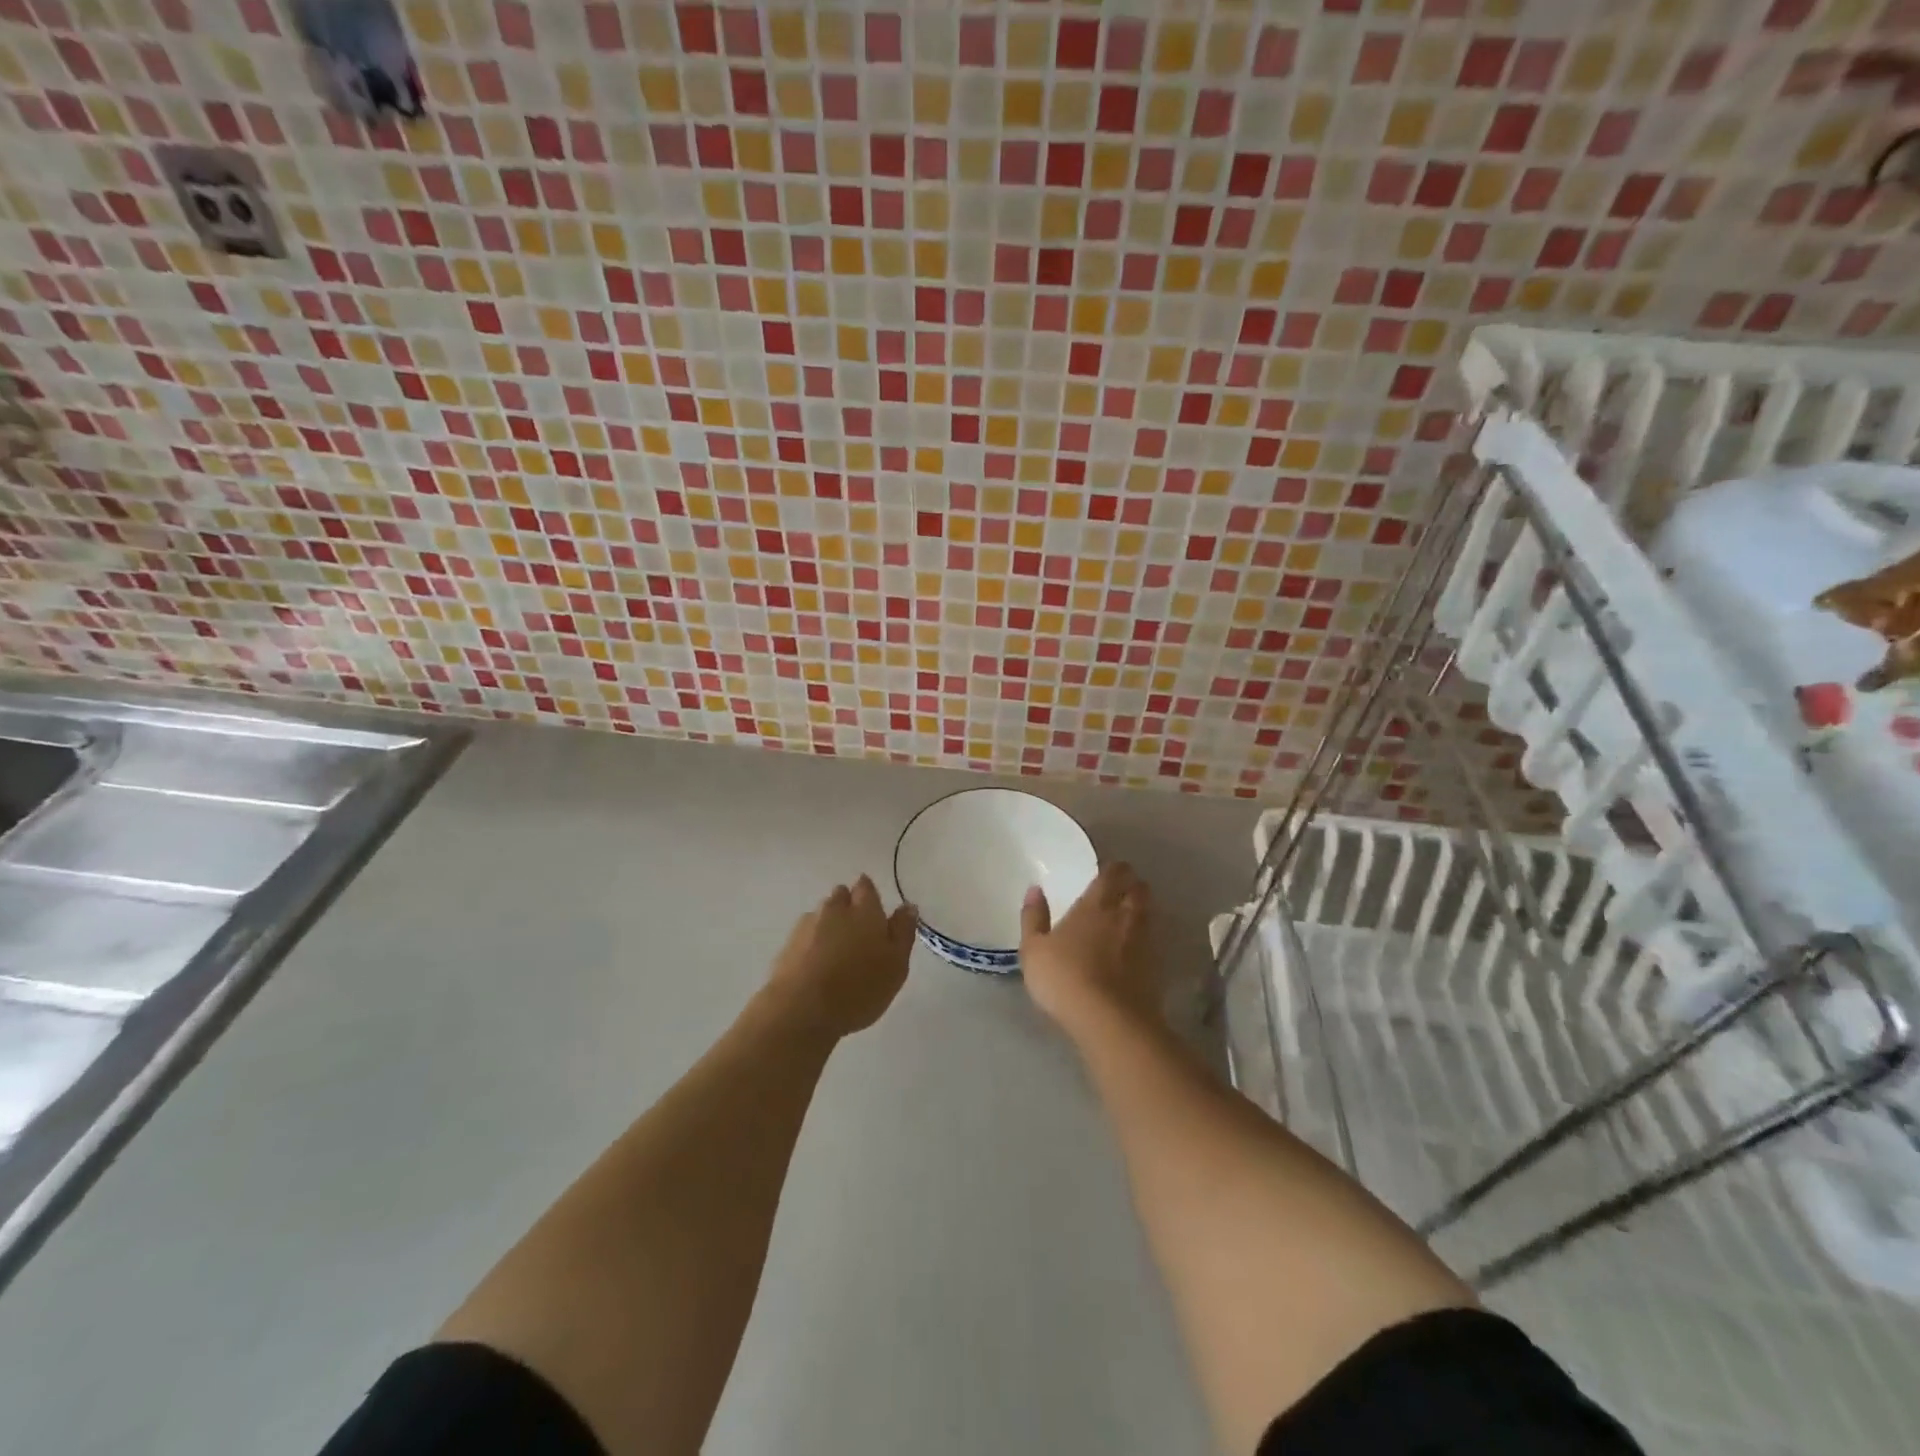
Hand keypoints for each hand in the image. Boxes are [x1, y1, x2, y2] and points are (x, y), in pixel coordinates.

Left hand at [767, 876, 917, 1037]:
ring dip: (828, 924)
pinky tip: (816, 964)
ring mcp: (807, 925)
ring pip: (821, 914)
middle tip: (857, 931)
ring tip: (836, 951)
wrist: (801, 1009)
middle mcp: (835, 909)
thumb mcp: (896, 964)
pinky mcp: (787, 945)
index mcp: (865, 910)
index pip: (866, 887)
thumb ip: (903, 932)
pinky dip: (811, 943)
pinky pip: (804, 935)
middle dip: (848, 906)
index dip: (869, 894)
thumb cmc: (859, 987)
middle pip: (841, 896)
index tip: (873, 909)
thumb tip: (907, 906)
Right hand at [1019, 862, 1159, 1034]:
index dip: (1113, 868)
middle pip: (1138, 888)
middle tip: (1121, 889)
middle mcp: (1125, 915)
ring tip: (1128, 916)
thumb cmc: (1065, 978)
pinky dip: (1145, 938)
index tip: (1106, 870)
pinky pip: (1152, 940)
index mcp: (1096, 904)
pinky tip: (1134, 948)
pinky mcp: (1156, 967)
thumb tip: (1035, 889)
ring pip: (1149, 913)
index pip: (1113, 873)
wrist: (1110, 1021)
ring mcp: (1144, 941)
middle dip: (1132, 884)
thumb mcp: (1034, 949)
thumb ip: (1034, 917)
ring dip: (1141, 909)